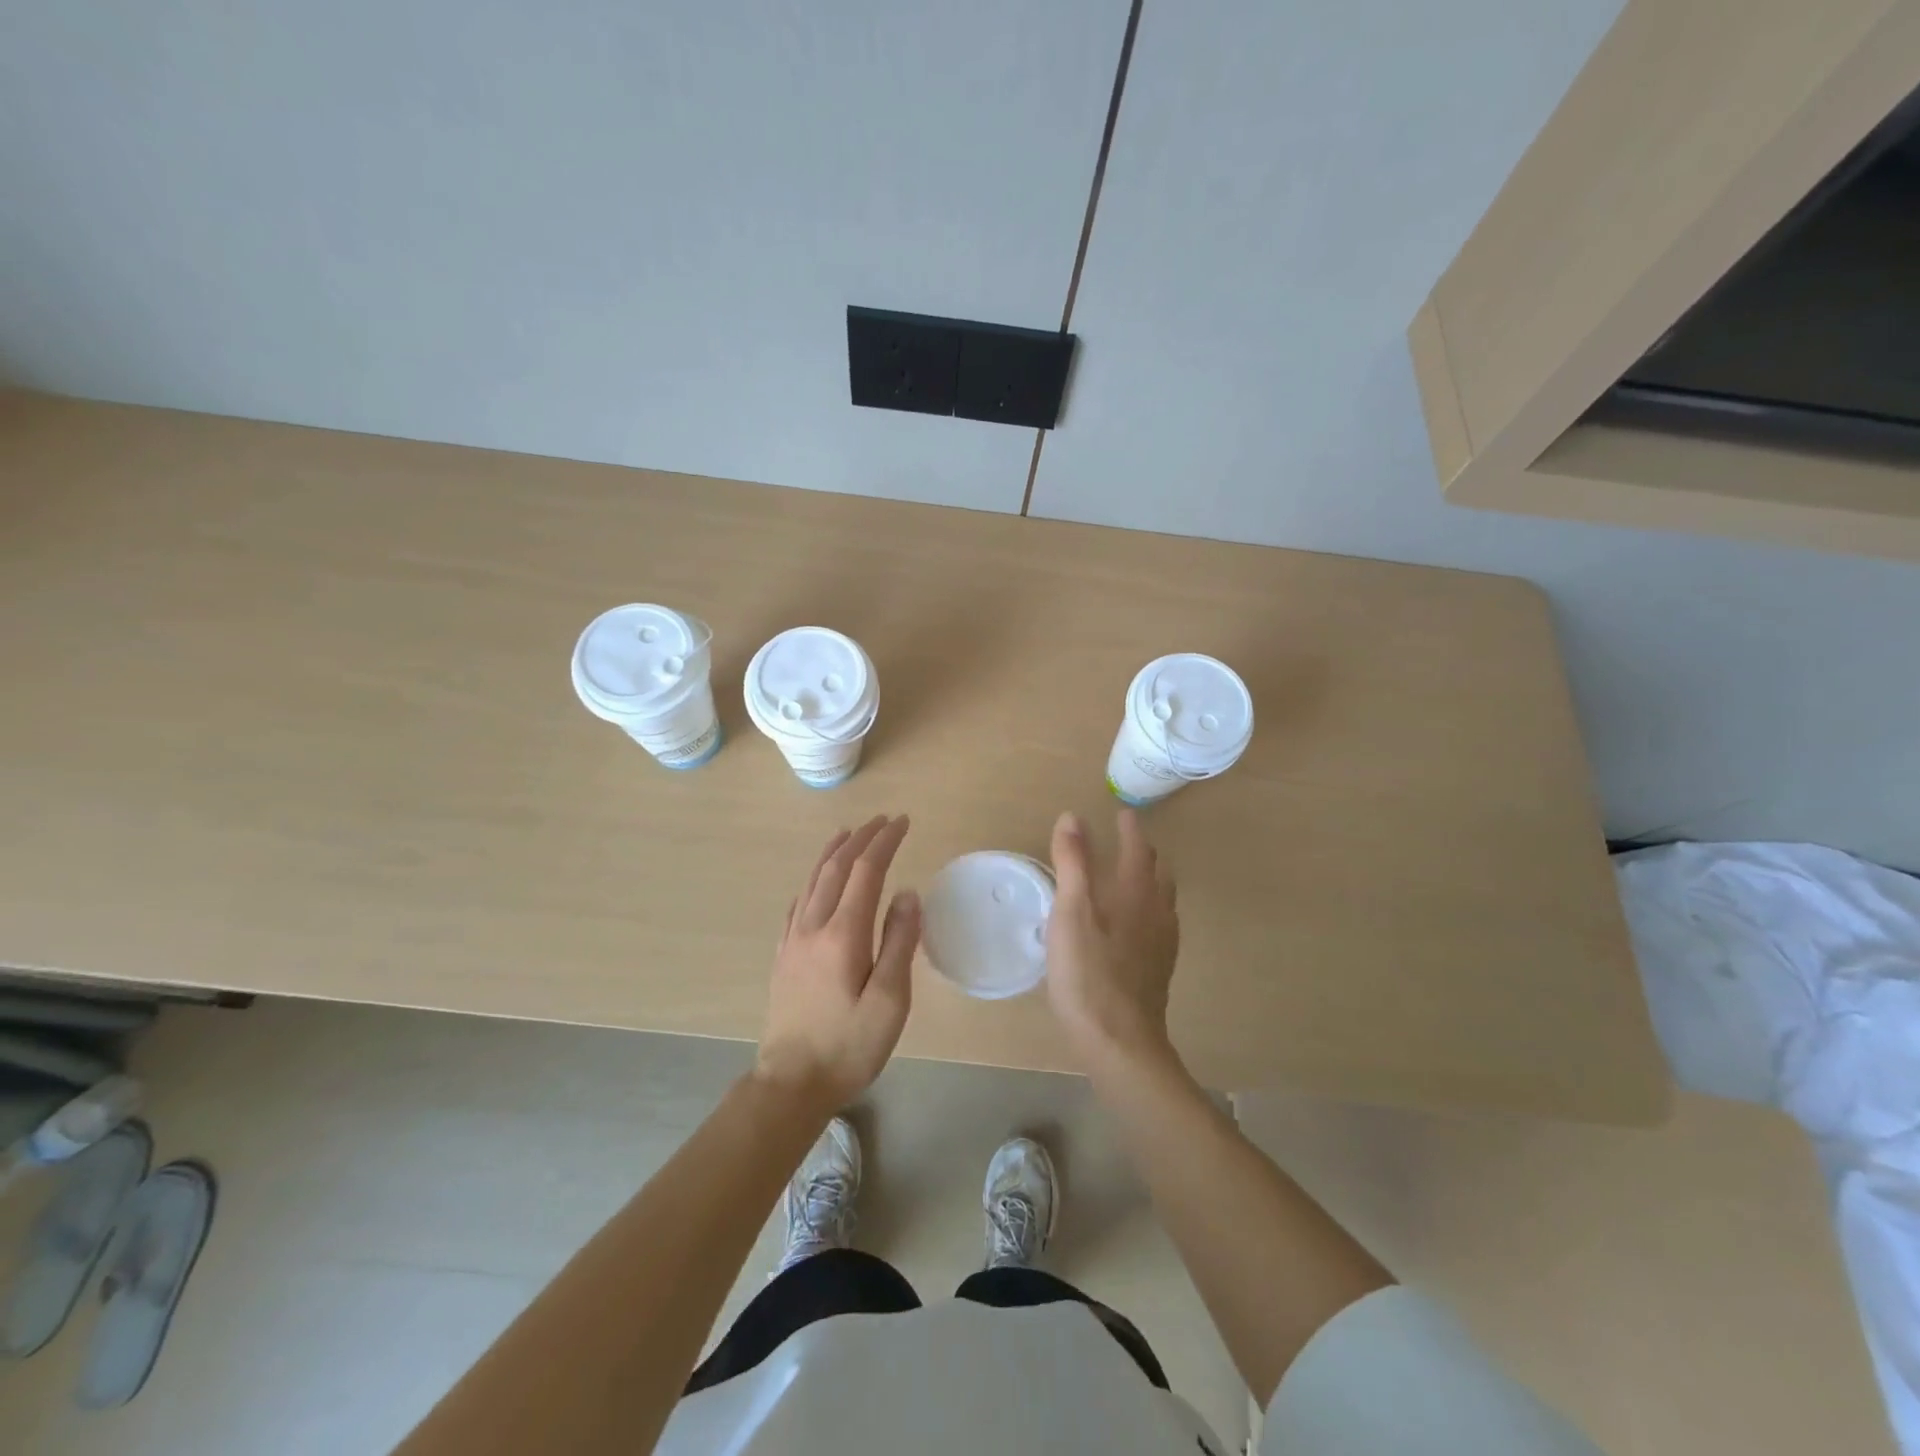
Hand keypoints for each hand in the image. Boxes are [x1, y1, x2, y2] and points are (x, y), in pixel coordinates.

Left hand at [756, 815, 920, 1113]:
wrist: (791, 1084)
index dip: (884, 842)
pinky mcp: (783, 956)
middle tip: (882, 820)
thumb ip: (899, 943)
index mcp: (843, 934)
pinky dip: (812, 880)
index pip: (865, 871)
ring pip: (813, 881)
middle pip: (837, 868)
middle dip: (861, 839)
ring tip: (848, 833)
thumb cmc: (848, 1046)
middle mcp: (814, 927)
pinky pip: (798, 903)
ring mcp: (793, 940)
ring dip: (833, 852)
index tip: (902, 822)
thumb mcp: (889, 1001)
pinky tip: (817, 881)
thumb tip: (907, 893)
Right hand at [1046, 808, 1180, 1067]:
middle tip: (1127, 840)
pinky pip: (1161, 922)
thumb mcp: (1070, 911)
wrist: (1120, 1040)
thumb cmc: (1088, 972)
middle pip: (1157, 870)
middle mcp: (1157, 910)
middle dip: (1143, 850)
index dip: (1130, 828)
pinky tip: (1135, 924)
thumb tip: (1073, 816)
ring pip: (1163, 897)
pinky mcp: (1160, 967)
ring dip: (1150, 878)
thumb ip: (1073, 862)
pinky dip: (1150, 907)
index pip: (1137, 848)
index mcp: (1135, 892)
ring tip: (1133, 876)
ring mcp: (1163, 941)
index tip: (1123, 813)